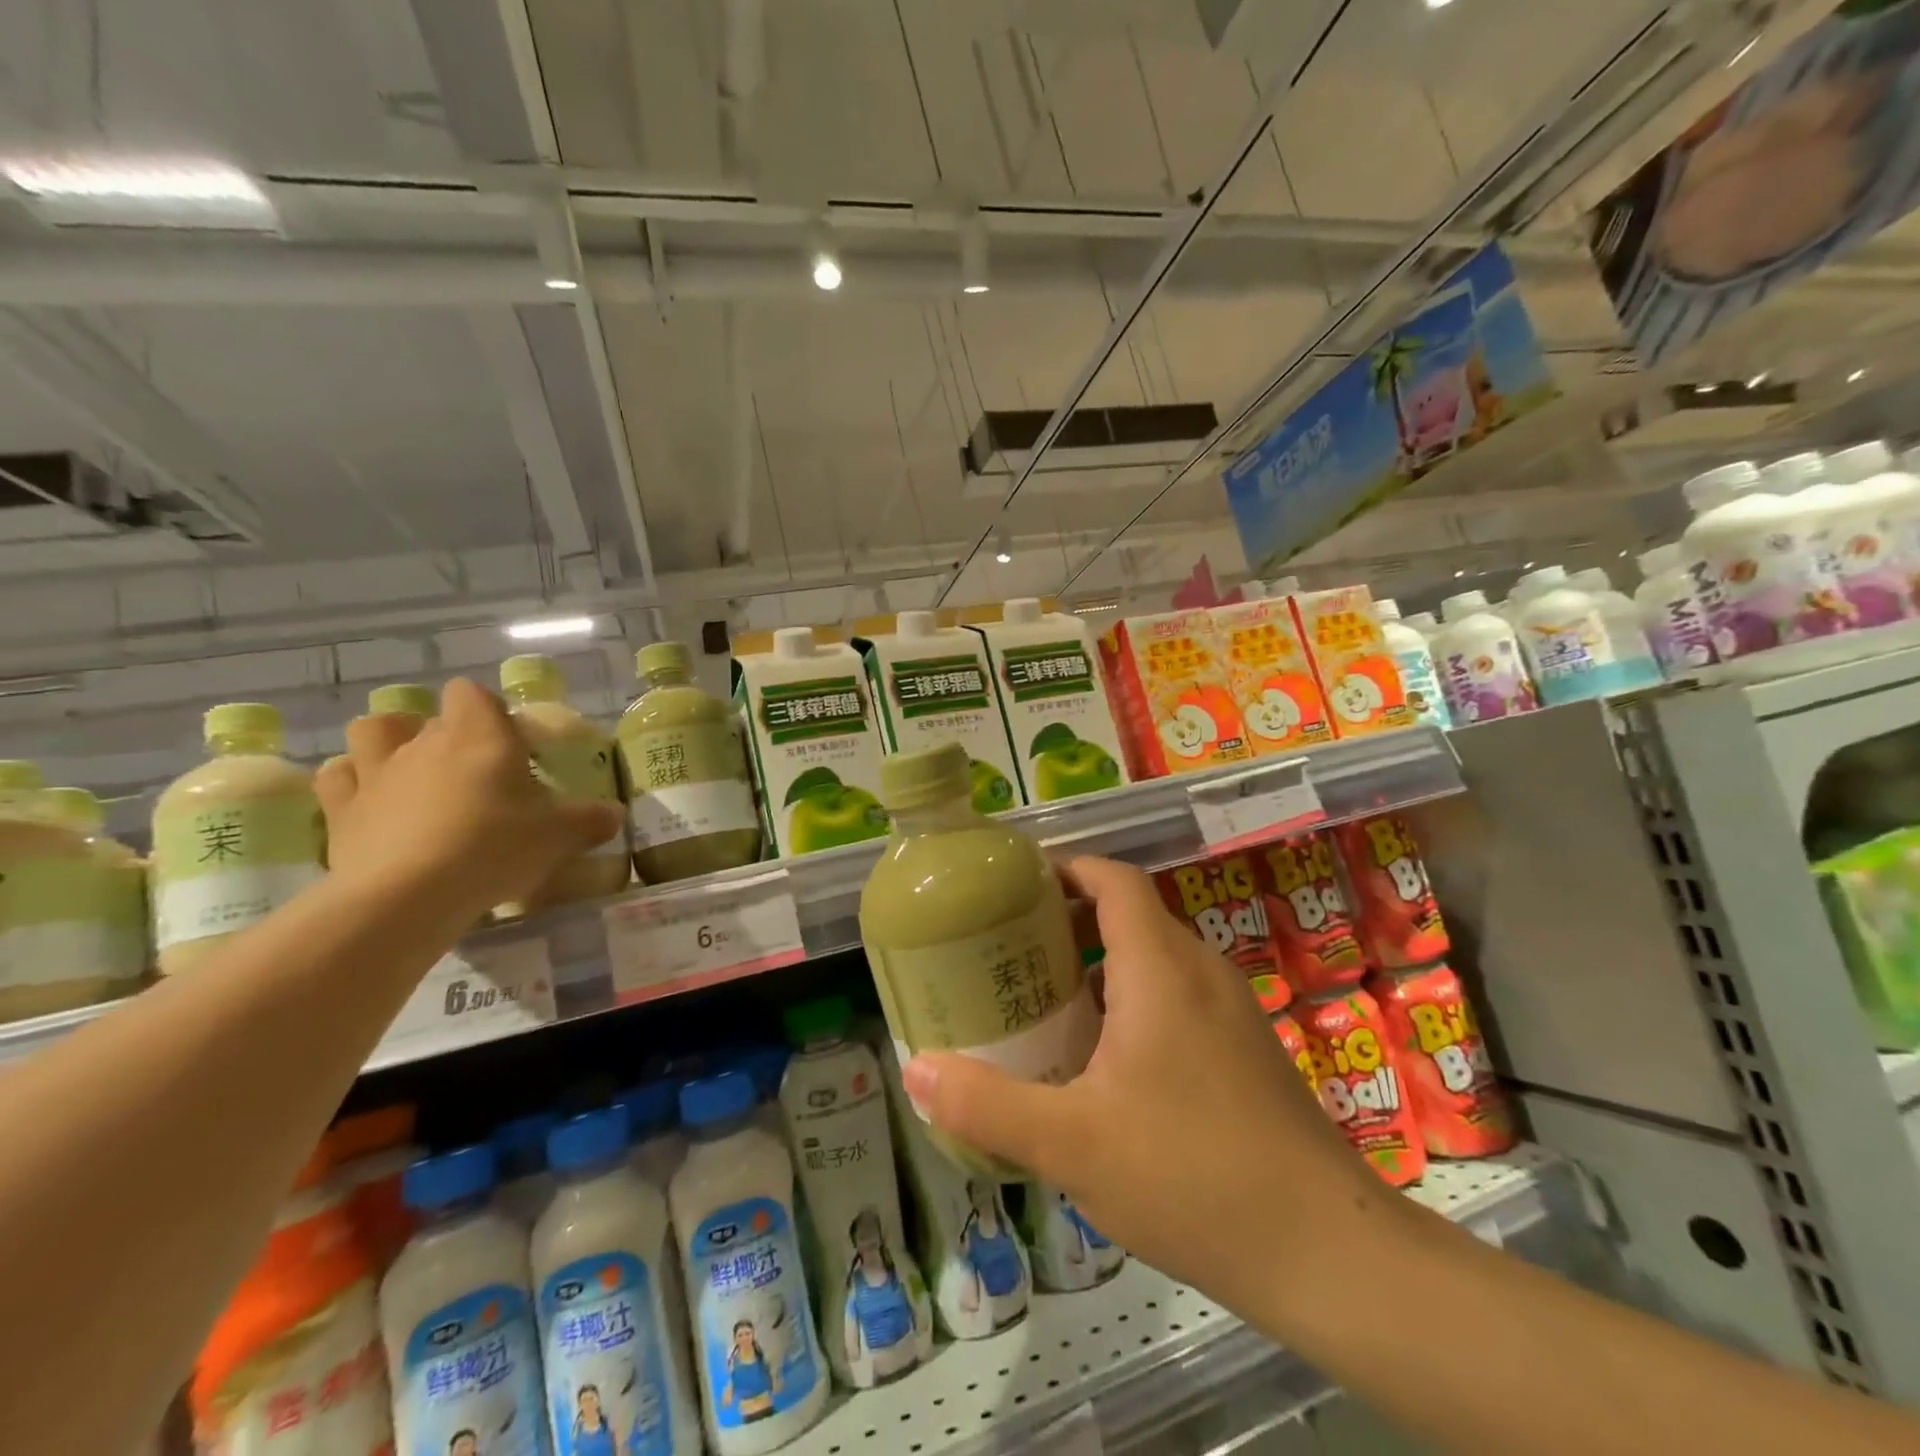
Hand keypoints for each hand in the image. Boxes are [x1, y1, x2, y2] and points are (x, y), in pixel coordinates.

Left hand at [314, 678, 623, 923]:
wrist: (409, 895)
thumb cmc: (495, 847)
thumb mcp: (560, 835)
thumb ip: (590, 820)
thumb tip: (614, 815)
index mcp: (479, 736)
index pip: (471, 693)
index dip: (487, 710)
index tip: (508, 741)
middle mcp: (424, 742)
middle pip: (430, 717)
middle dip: (449, 735)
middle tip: (475, 773)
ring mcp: (376, 773)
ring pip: (373, 732)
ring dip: (389, 743)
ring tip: (413, 773)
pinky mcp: (342, 810)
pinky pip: (338, 778)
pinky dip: (352, 782)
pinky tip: (371, 802)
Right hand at [901, 856, 1388, 1300]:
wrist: (1328, 1254)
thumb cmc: (1192, 1175)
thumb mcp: (1072, 1143)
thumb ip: (987, 1104)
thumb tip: (916, 1069)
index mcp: (1160, 968)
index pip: (1114, 880)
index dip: (1067, 868)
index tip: (1017, 885)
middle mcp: (1200, 973)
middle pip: (1130, 917)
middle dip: (1069, 923)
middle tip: (1011, 951)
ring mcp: (1231, 1012)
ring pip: (1154, 962)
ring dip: (1100, 968)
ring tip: (1046, 1006)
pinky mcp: (1246, 1052)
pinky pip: (1177, 1000)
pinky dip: (1132, 1004)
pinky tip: (1105, 1066)